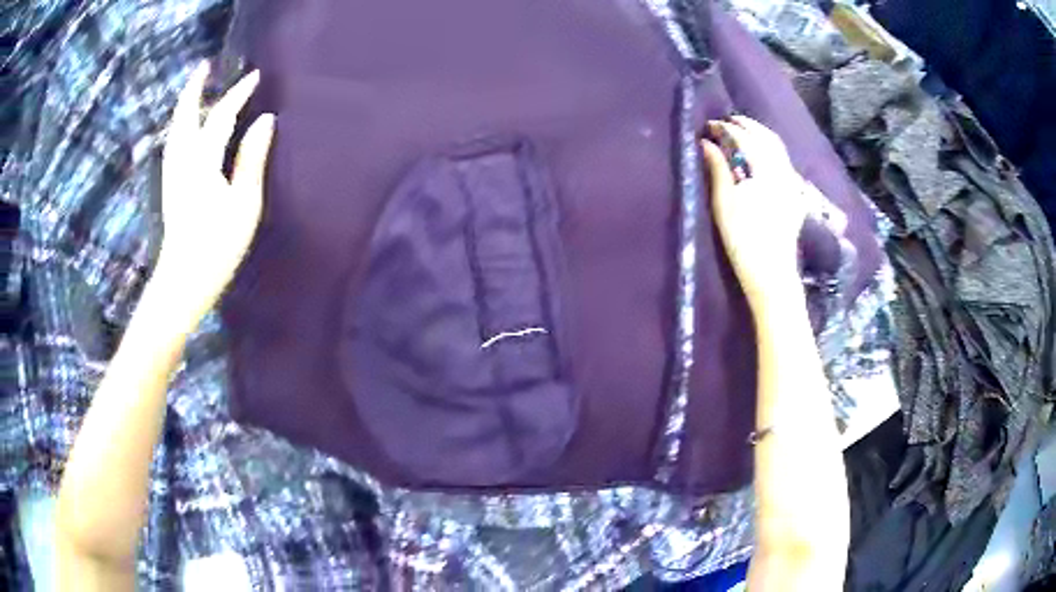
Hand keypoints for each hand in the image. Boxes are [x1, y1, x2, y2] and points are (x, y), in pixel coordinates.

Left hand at [152, 63, 274, 326]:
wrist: (183, 281)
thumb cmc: (217, 247)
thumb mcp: (243, 204)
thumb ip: (252, 158)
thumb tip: (265, 120)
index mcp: (202, 161)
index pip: (220, 116)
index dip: (237, 94)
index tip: (254, 76)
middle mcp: (182, 160)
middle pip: (185, 115)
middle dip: (194, 88)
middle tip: (204, 67)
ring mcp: (172, 174)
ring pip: (175, 129)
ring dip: (185, 104)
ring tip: (195, 90)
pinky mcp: (169, 186)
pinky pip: (174, 143)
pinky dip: (180, 125)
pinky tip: (185, 128)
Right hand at [703, 116, 813, 304]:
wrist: (771, 272)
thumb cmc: (743, 238)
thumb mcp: (724, 202)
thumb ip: (718, 169)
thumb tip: (706, 143)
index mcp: (765, 171)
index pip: (745, 139)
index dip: (727, 129)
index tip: (710, 125)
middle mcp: (783, 172)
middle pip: (767, 138)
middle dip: (747, 126)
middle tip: (729, 121)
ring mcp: (792, 184)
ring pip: (779, 149)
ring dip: (761, 135)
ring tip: (745, 132)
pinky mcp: (796, 197)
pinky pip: (785, 163)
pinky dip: (772, 151)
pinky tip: (763, 156)